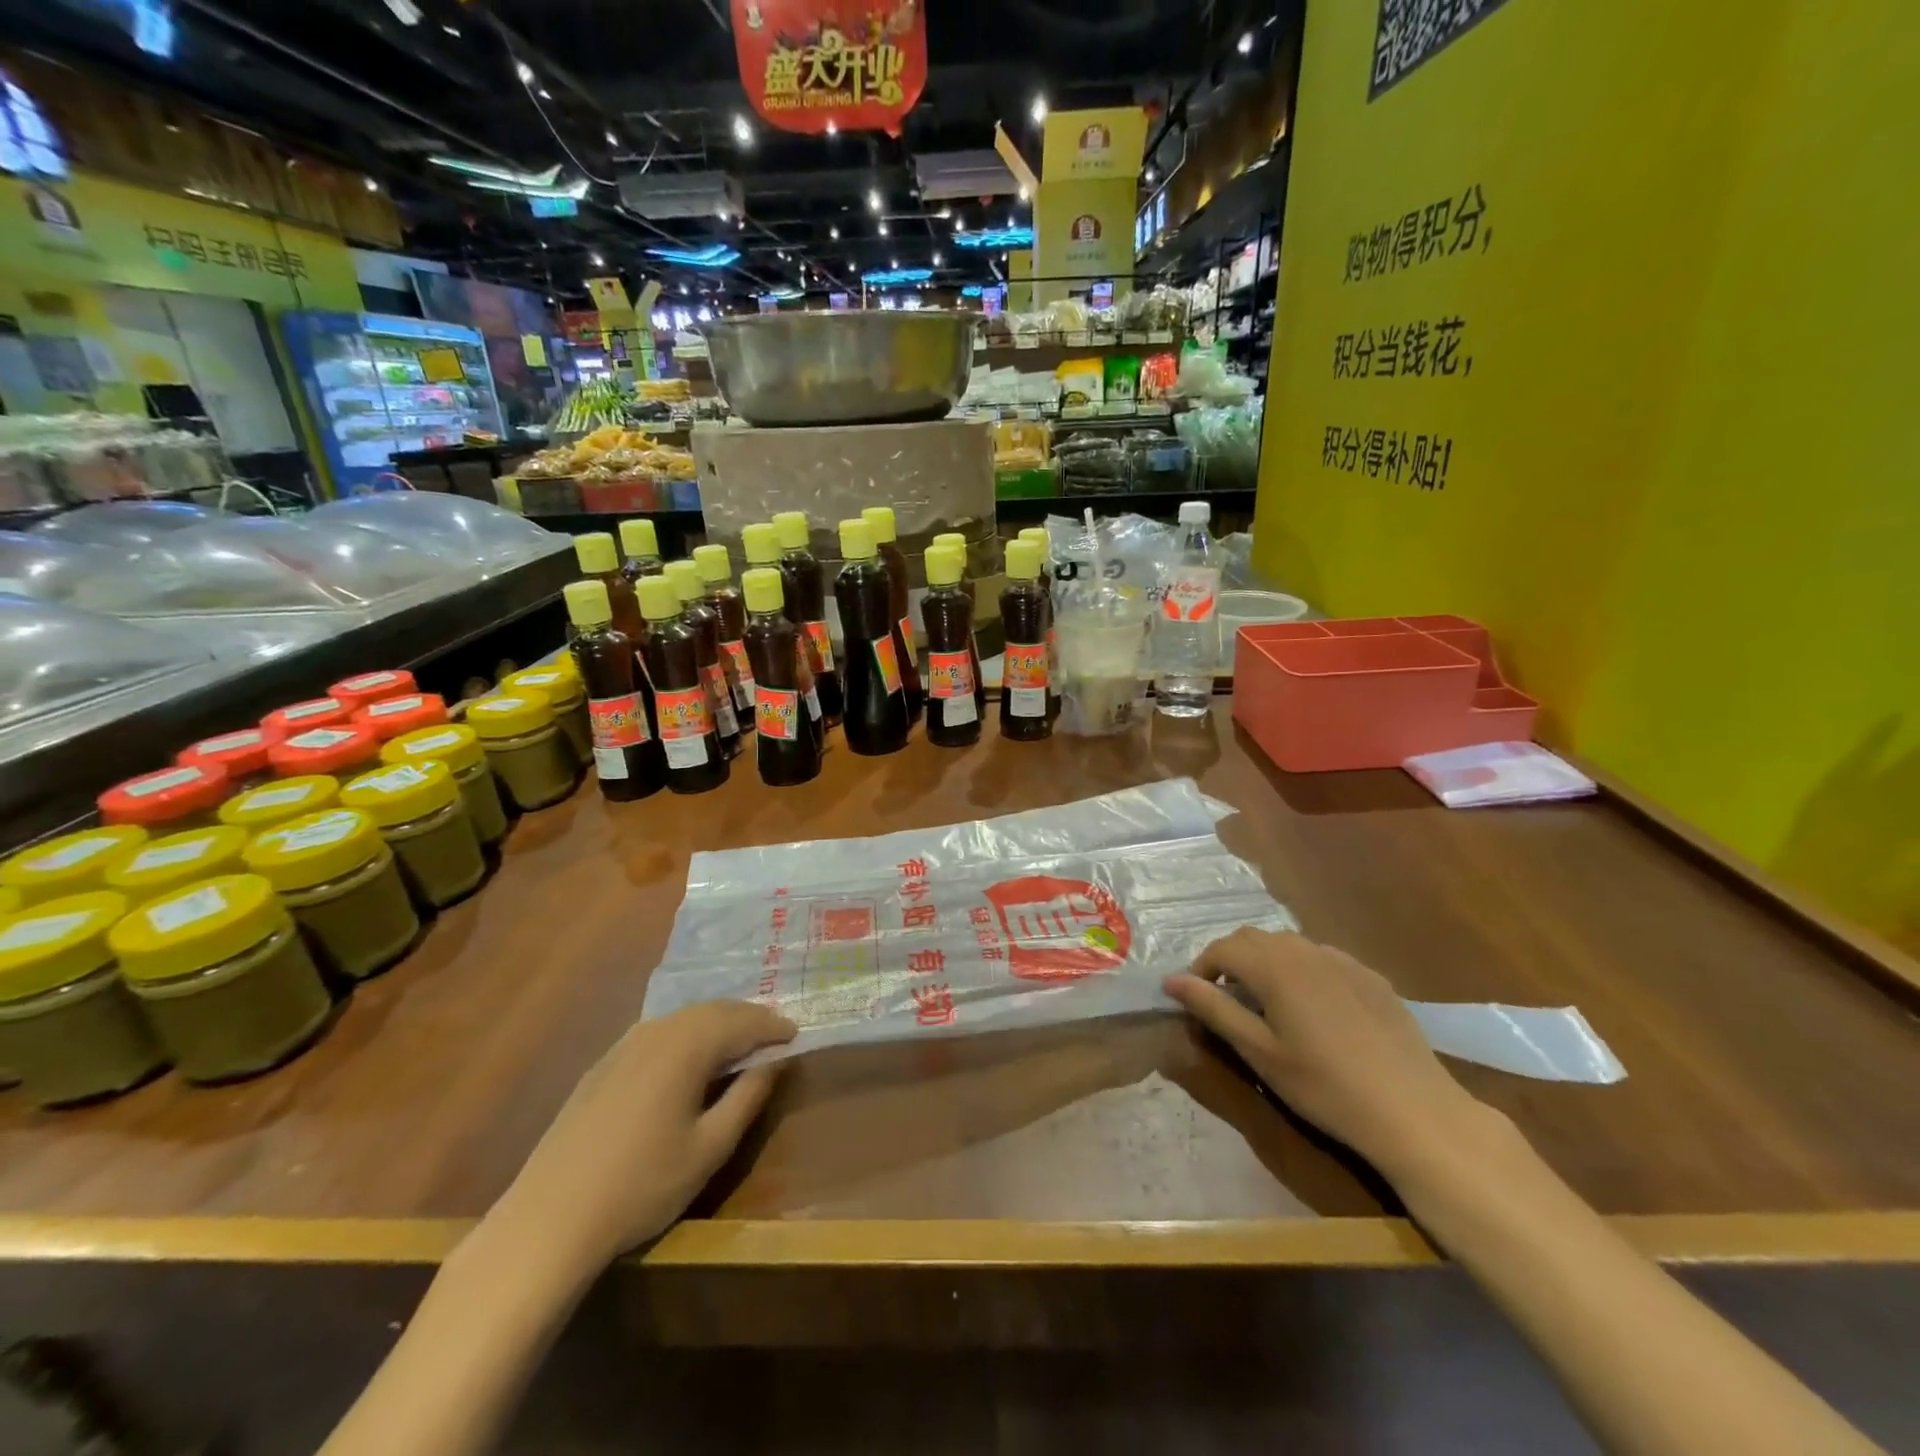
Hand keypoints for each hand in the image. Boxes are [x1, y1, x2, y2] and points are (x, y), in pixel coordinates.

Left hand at [497, 1000, 795, 1271]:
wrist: (549, 1220)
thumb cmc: (641, 1186)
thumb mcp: (709, 1148)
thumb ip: (747, 1097)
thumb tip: (774, 1061)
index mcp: (687, 1046)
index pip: (743, 1021)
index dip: (774, 1027)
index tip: (797, 1035)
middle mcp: (657, 1031)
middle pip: (713, 1010)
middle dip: (748, 1017)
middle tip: (774, 1034)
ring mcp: (625, 1044)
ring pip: (684, 1017)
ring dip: (718, 1022)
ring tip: (739, 1042)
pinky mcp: (604, 1063)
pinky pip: (659, 1031)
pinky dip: (688, 1033)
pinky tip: (690, 1056)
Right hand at [1165, 927, 1479, 1176]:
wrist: (1414, 1112)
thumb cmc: (1324, 1086)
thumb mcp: (1259, 1052)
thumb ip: (1213, 1009)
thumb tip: (1170, 981)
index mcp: (1274, 966)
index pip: (1222, 948)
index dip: (1202, 968)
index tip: (1196, 998)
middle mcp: (1306, 950)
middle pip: (1254, 938)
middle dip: (1231, 960)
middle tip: (1227, 1000)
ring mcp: (1343, 960)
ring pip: (1289, 945)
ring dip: (1266, 962)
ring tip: (1267, 1002)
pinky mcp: (1371, 977)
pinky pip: (1323, 959)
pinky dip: (1302, 971)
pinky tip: (1315, 1009)